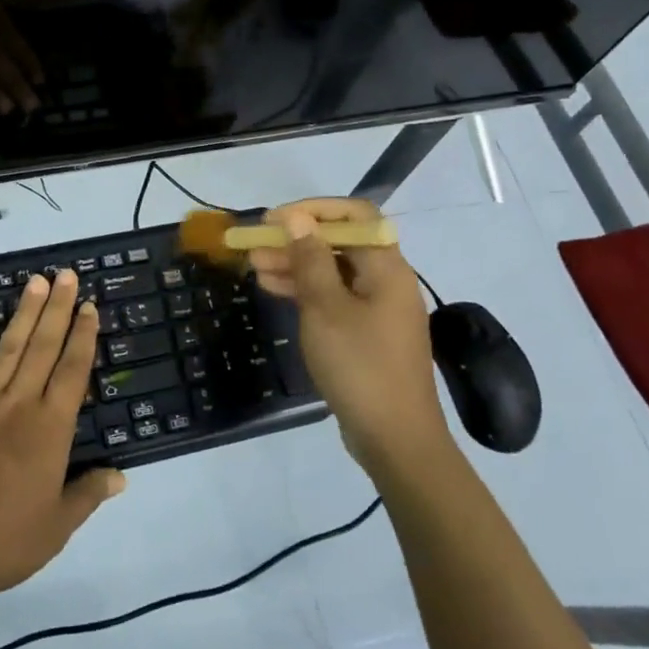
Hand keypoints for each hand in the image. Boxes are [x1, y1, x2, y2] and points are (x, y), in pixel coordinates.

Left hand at [0, 270, 125, 600]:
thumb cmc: (3, 542)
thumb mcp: (56, 527)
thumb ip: (88, 494)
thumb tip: (121, 476)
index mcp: (50, 430)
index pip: (73, 371)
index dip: (84, 337)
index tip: (90, 307)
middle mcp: (19, 405)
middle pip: (43, 347)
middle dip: (58, 309)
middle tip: (68, 275)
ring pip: (7, 348)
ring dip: (24, 313)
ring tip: (36, 281)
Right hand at [248, 199, 447, 471]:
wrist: (395, 439)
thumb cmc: (360, 365)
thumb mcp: (326, 308)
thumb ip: (310, 259)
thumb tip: (298, 219)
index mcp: (386, 267)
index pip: (355, 215)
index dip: (314, 209)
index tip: (276, 220)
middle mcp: (386, 280)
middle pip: (339, 243)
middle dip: (296, 240)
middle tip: (255, 244)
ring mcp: (377, 308)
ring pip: (332, 271)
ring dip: (295, 265)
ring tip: (254, 266)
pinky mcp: (367, 333)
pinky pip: (334, 297)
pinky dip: (305, 290)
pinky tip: (273, 289)